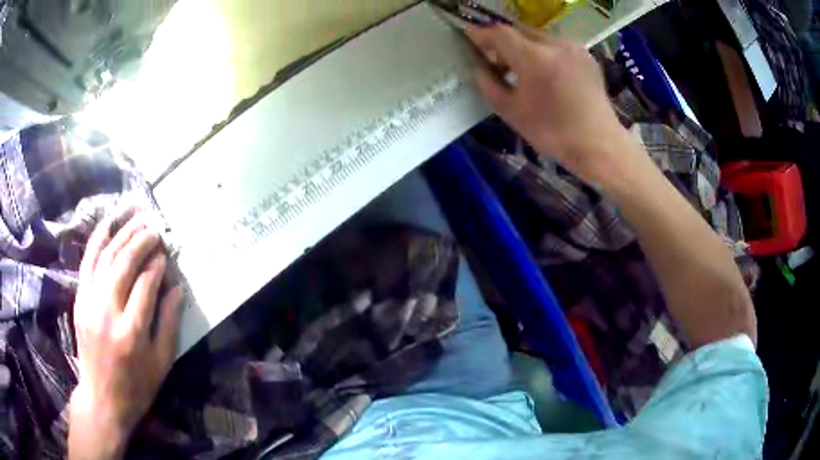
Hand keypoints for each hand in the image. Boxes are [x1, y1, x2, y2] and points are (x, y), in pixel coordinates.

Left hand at [69, 211, 182, 459]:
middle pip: (123, 264)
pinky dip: (97, 241)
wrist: (102, 399)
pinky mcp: (79, 301)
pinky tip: (107, 224)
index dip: (157, 264)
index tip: (165, 252)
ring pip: (104, 258)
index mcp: (132, 332)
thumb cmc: (137, 387)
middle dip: (140, 241)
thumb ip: (169, 323)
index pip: (145, 284)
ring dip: (121, 234)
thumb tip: (176, 288)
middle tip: (154, 228)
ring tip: (136, 218)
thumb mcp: (161, 363)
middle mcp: (108, 312)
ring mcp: (89, 304)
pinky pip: (87, 263)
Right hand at [466, 25, 633, 180]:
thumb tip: (479, 67)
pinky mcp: (586, 56)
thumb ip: (489, 85)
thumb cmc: (553, 133)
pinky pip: (556, 45)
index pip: (500, 34)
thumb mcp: (511, 113)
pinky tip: (545, 72)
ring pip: (538, 37)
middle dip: (504, 42)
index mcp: (535, 59)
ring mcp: (574, 48)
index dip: (481, 35)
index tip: (469, 39)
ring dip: (524, 46)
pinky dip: (544, 52)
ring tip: (521, 68)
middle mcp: (555, 45)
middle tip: (496, 60)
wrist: (599, 145)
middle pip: (519, 31)